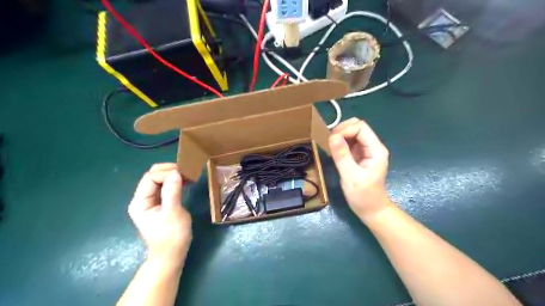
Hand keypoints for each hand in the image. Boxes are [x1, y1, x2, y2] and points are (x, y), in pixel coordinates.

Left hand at [129, 163, 191, 266]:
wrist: (171, 255)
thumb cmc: (171, 236)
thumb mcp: (173, 214)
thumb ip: (172, 192)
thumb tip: (176, 173)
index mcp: (140, 202)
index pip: (150, 178)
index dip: (166, 173)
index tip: (183, 174)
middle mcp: (143, 199)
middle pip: (153, 176)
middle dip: (169, 171)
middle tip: (186, 172)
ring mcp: (151, 201)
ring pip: (160, 180)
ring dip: (173, 175)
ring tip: (188, 176)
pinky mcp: (161, 203)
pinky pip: (166, 186)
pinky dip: (176, 181)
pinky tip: (186, 182)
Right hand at [327, 117, 391, 218]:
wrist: (371, 210)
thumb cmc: (363, 195)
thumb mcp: (350, 176)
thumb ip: (342, 156)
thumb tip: (332, 136)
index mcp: (376, 150)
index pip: (361, 128)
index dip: (345, 130)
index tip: (331, 140)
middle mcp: (373, 146)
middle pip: (357, 127)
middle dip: (342, 130)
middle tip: (330, 141)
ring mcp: (366, 150)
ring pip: (352, 133)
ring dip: (340, 136)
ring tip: (330, 146)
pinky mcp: (359, 155)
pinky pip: (349, 142)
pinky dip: (340, 143)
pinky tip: (334, 150)